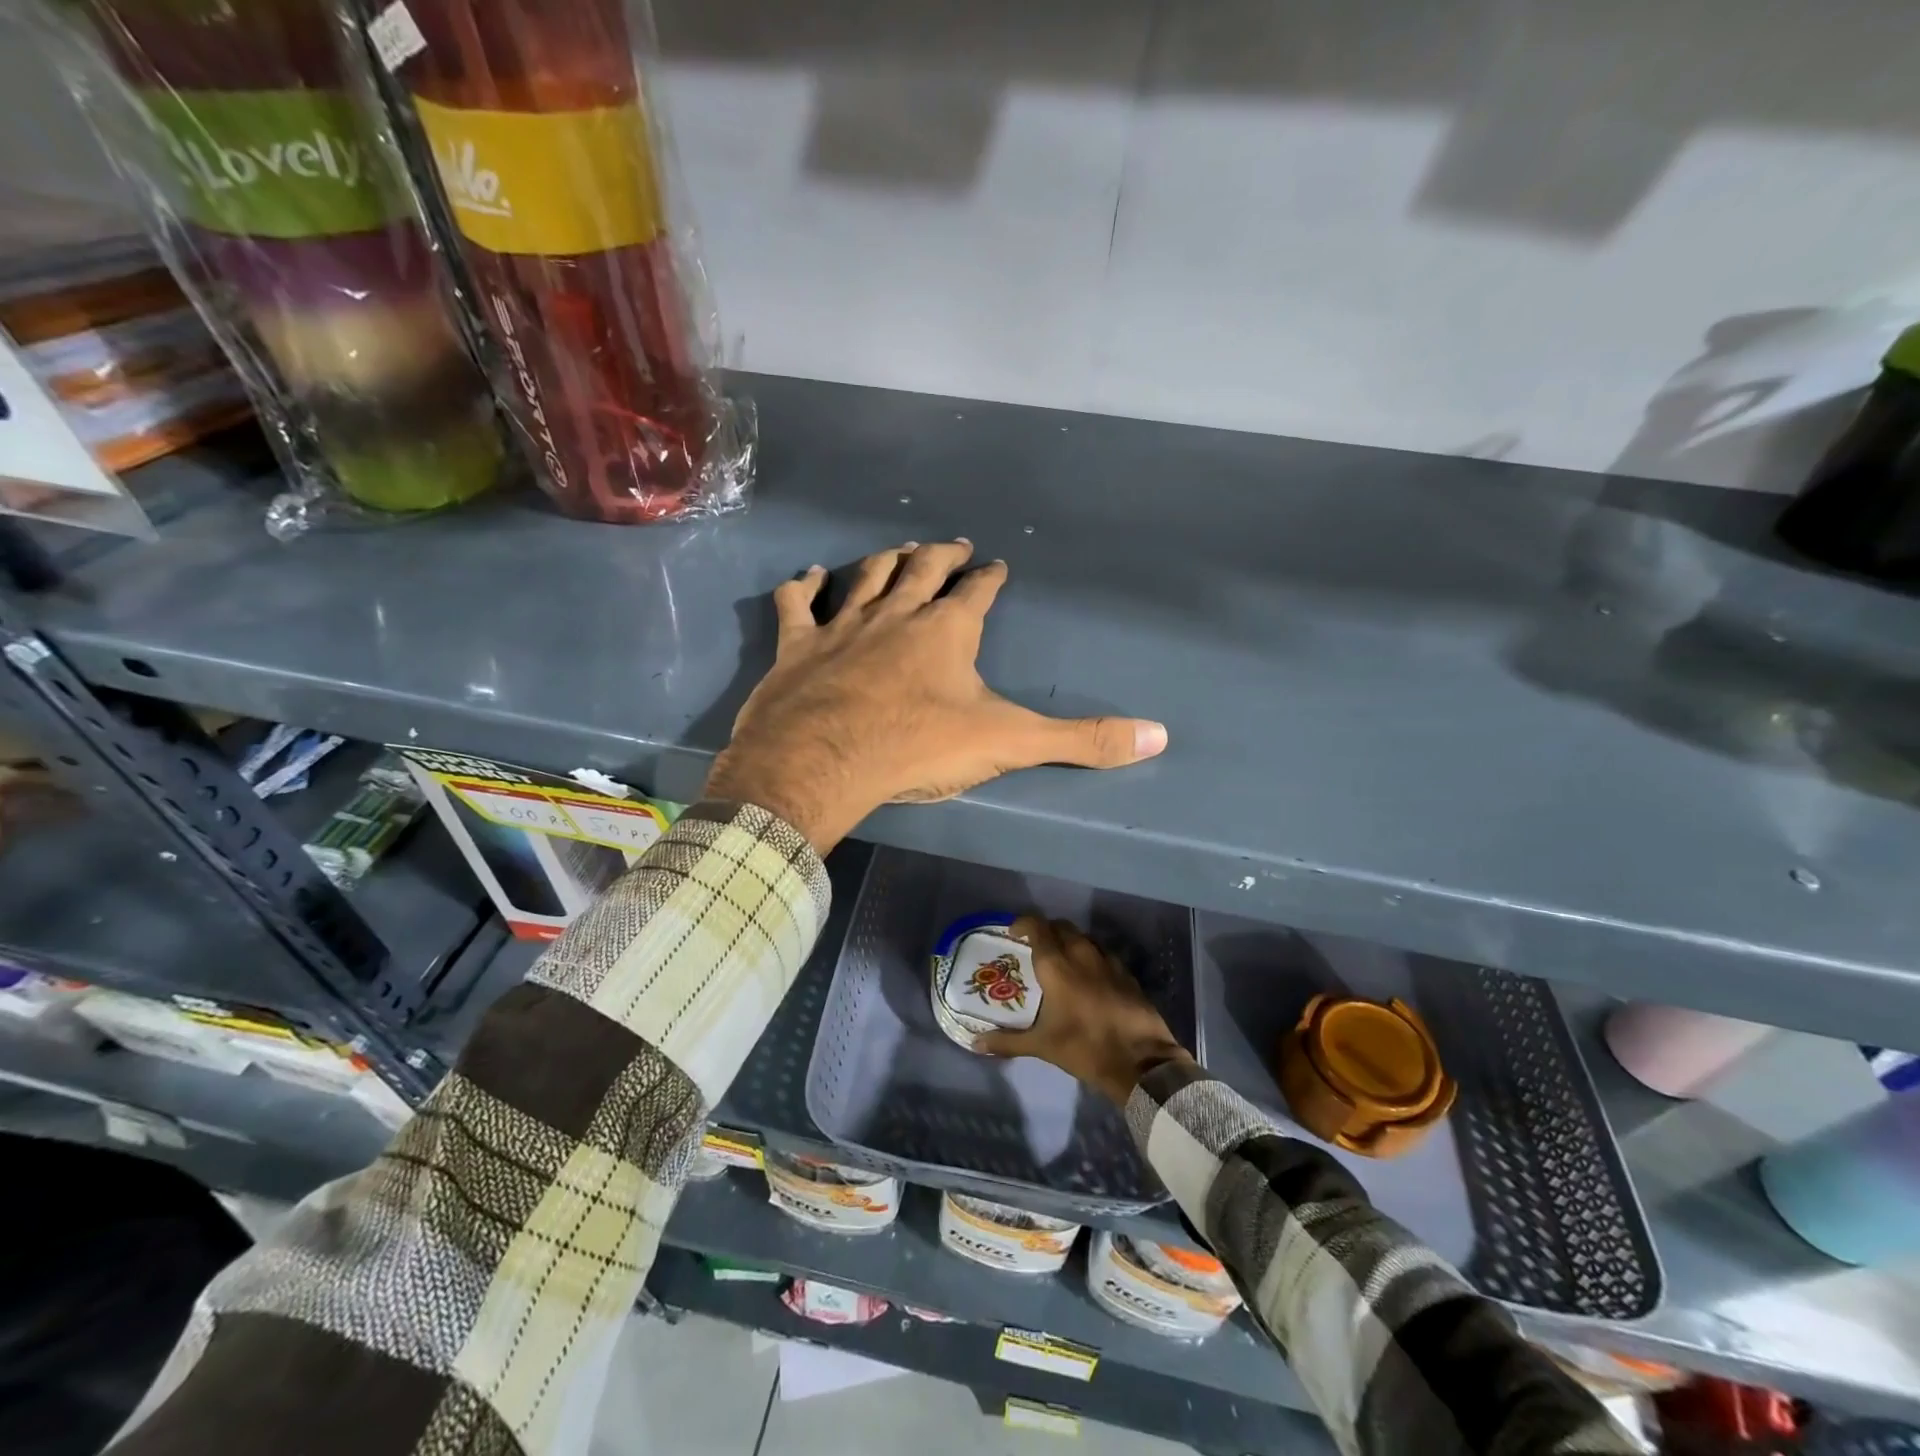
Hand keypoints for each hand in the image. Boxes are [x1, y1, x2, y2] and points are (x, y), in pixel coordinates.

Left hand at [705, 540, 1167, 851]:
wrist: (822, 761)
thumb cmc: (917, 746)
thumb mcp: (1007, 742)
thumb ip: (1081, 740)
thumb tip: (1158, 736)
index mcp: (947, 630)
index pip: (977, 592)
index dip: (989, 578)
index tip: (996, 565)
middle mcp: (896, 614)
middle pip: (921, 570)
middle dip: (941, 555)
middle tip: (951, 544)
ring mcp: (843, 625)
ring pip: (866, 577)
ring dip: (884, 560)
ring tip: (898, 549)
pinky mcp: (797, 646)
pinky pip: (798, 605)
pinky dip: (803, 588)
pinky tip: (808, 576)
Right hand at [972, 915, 1192, 1103]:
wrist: (1141, 1061)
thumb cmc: (1085, 1047)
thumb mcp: (1042, 1046)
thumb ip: (1007, 1042)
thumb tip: (975, 1043)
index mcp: (1057, 965)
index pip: (1037, 927)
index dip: (1024, 924)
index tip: (1014, 933)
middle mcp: (1082, 954)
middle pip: (1062, 927)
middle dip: (1047, 931)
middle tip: (1035, 948)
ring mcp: (1108, 961)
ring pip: (1084, 938)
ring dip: (1070, 942)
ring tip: (1061, 960)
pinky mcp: (1127, 974)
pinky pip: (1103, 954)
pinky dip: (1091, 957)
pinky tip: (1089, 977)